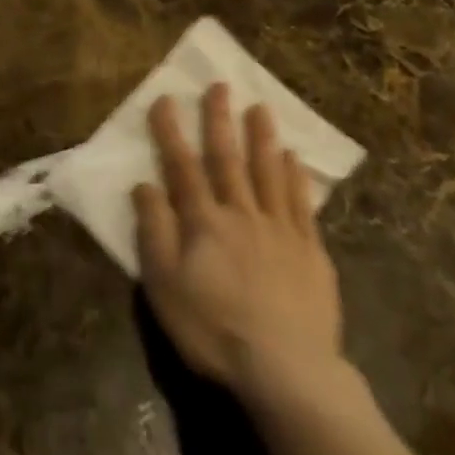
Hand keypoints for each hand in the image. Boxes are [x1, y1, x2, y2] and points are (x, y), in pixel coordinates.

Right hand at [132, 85, 343, 398]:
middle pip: (228, 158)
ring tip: (260, 107)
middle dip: (220, 119)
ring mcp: (280, 229)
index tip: (165, 98)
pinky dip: (295, 177)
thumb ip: (154, 231)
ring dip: (262, 137)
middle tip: (219, 85)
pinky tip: (294, 158)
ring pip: (268, 171)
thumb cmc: (215, 331)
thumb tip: (144, 184)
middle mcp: (242, 213)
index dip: (171, 132)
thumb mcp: (165, 287)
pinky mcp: (310, 250)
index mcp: (204, 222)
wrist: (287, 370)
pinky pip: (300, 203)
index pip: (182, 167)